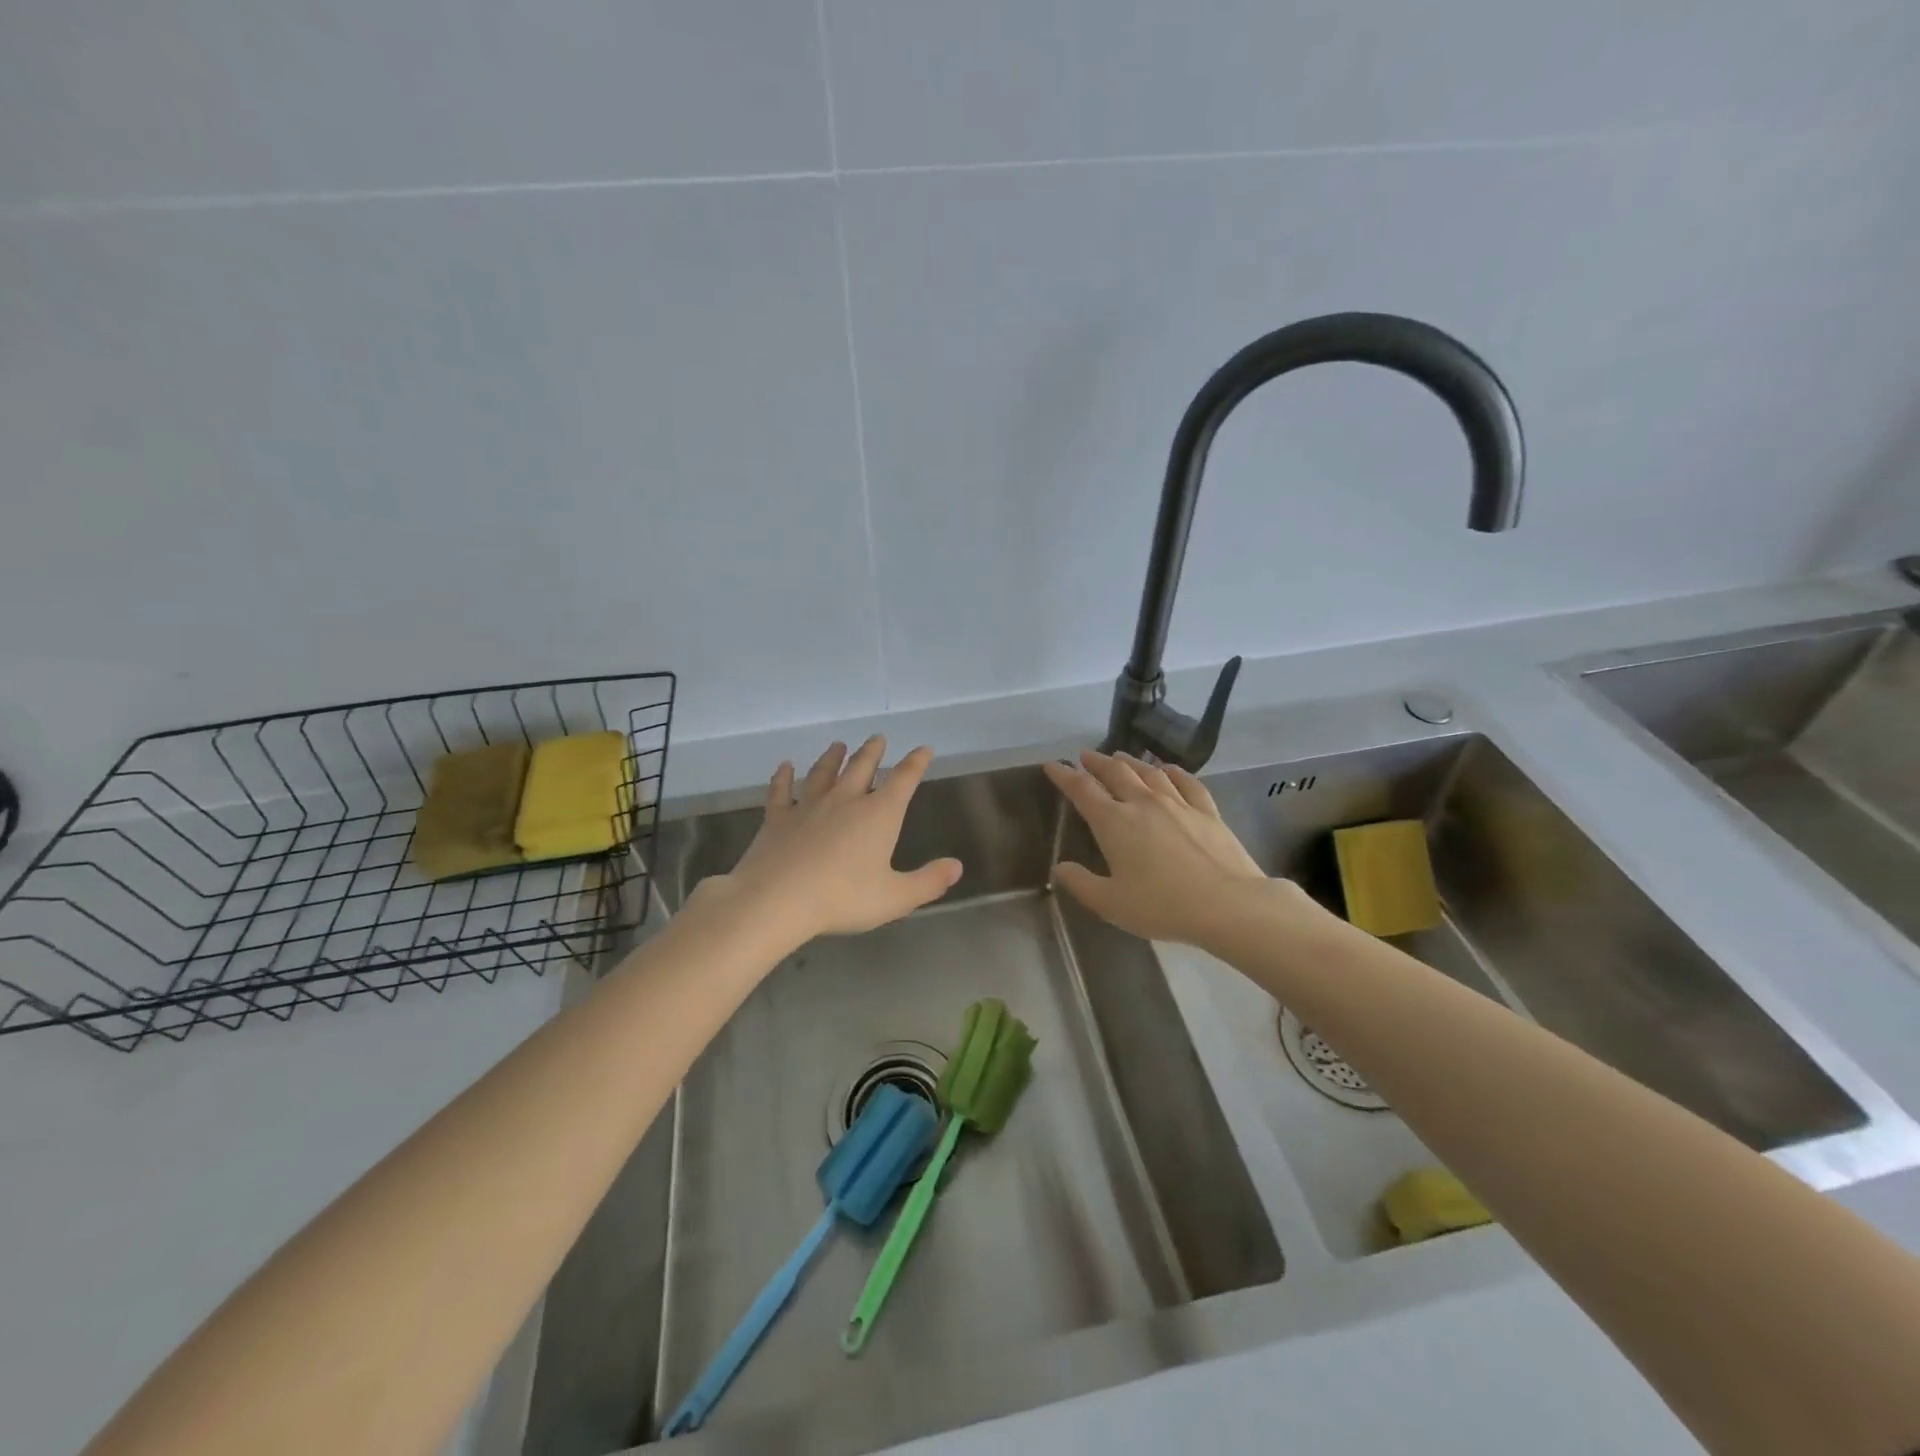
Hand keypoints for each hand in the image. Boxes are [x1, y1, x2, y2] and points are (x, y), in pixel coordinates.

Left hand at [706, 736, 962, 945]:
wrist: (777, 899)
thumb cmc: (843, 898)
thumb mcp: (895, 897)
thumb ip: (928, 882)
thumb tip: (957, 866)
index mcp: (878, 814)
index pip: (903, 780)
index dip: (916, 763)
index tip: (924, 749)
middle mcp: (845, 800)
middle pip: (862, 767)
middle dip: (873, 751)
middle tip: (878, 738)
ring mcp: (808, 805)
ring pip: (823, 773)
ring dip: (832, 758)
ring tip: (838, 745)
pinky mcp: (778, 818)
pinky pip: (781, 791)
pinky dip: (783, 777)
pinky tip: (785, 767)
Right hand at [1043, 749, 1281, 948]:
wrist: (1229, 905)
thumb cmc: (1163, 906)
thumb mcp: (1111, 904)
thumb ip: (1081, 884)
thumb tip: (1060, 867)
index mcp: (1114, 823)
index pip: (1082, 790)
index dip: (1064, 775)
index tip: (1053, 765)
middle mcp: (1143, 803)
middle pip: (1115, 772)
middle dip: (1096, 762)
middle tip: (1085, 755)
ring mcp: (1178, 803)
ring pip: (1149, 772)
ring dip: (1130, 761)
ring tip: (1120, 756)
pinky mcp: (1207, 811)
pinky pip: (1186, 782)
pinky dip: (1173, 771)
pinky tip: (1168, 769)